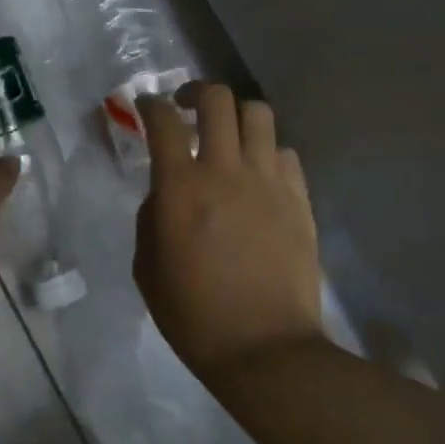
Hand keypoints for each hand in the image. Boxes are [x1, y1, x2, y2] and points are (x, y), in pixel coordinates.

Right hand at [134, 83, 323, 379]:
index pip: (163, 120)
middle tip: (187, 108)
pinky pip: (286, 153)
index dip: (150, 104)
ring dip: (236, 116)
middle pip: (217, 99)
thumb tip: (165, 191)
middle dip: (196, 92)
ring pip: (259, 115)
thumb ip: (150, 216)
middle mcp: (226, 171)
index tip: (145, 106)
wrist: (264, 351)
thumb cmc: (193, 314)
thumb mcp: (147, 266)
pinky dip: (267, 152)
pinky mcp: (299, 201)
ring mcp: (268, 183)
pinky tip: (258, 174)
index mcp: (181, 187)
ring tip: (228, 135)